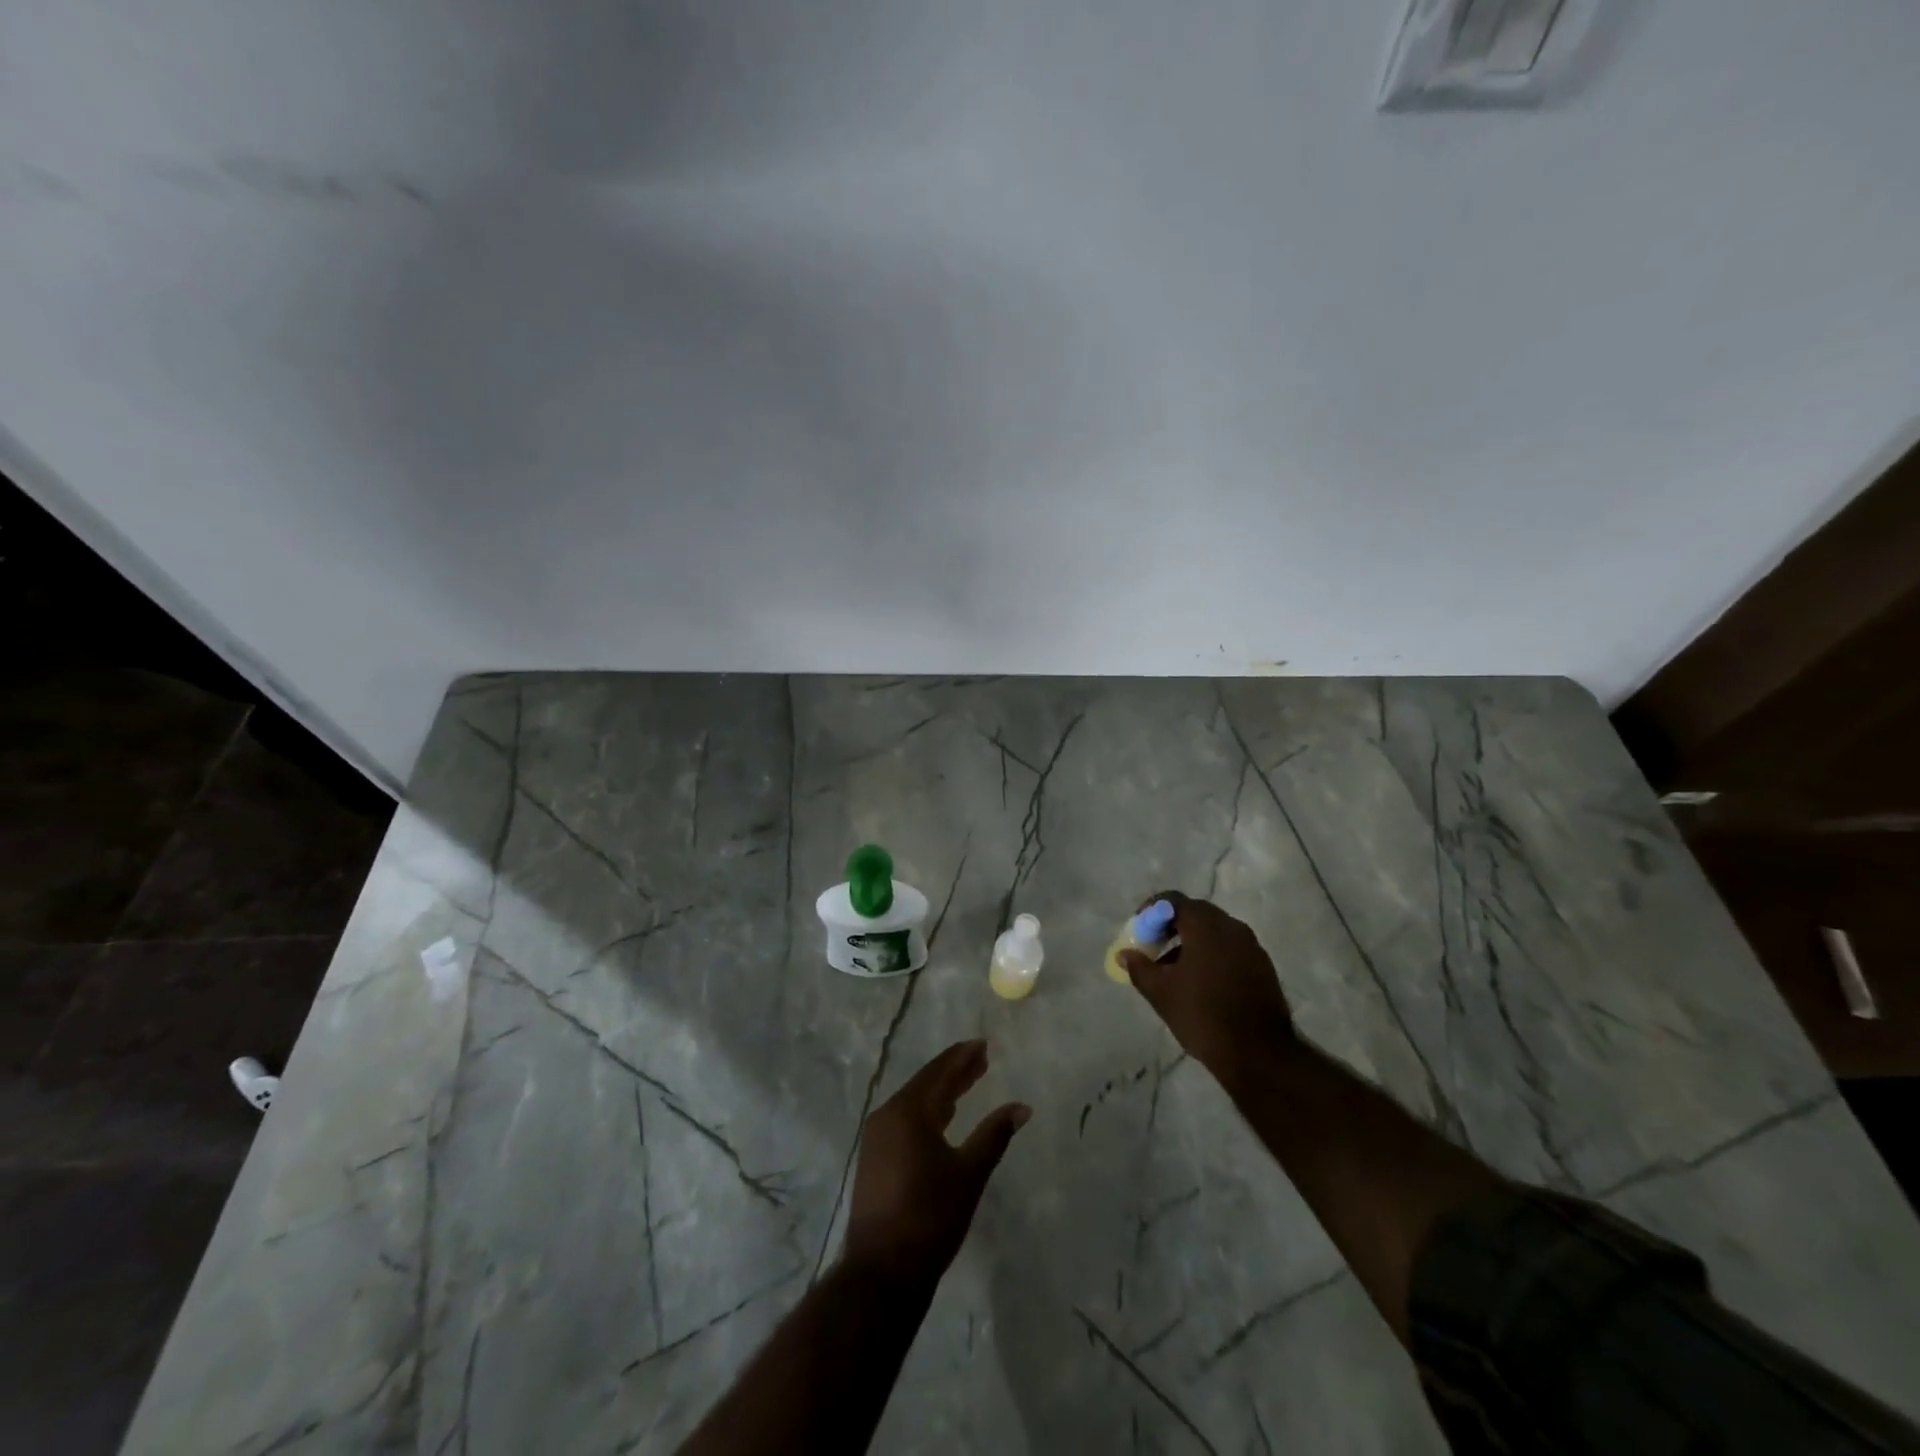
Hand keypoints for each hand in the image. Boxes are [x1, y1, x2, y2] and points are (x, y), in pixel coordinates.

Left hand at [844, 1041, 1030, 1282]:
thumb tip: (1022, 1107)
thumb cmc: (929, 1217)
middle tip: (981, 1059)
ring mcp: (877, 1138)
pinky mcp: (874, 1158)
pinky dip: (928, 1112)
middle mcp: (888, 1115)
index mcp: (908, 1112)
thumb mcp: (969, 1174)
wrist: (882, 1272)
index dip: (962, 1057)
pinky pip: (904, 1120)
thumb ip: (994, 1135)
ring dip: (941, 1091)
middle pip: (926, 1083)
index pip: (939, 1073)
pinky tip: (943, 1117)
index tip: (982, 1044)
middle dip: (954, 1071)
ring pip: (914, 1102)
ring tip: (967, 1082)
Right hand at [1120, 892, 1296, 1087]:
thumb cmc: (1203, 1015)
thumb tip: (1124, 953)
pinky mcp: (1263, 966)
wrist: (1259, 1054)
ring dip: (1191, 941)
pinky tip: (1201, 983)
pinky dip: (1212, 954)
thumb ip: (1139, 967)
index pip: (1173, 900)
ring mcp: (1252, 946)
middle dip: (1171, 926)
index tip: (1139, 930)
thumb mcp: (1161, 993)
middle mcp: (1232, 927)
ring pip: (1214, 931)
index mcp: (1206, 926)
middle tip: (1154, 948)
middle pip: (1195, 913)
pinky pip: (1230, 948)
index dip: (1151, 911)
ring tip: (1174, 970)